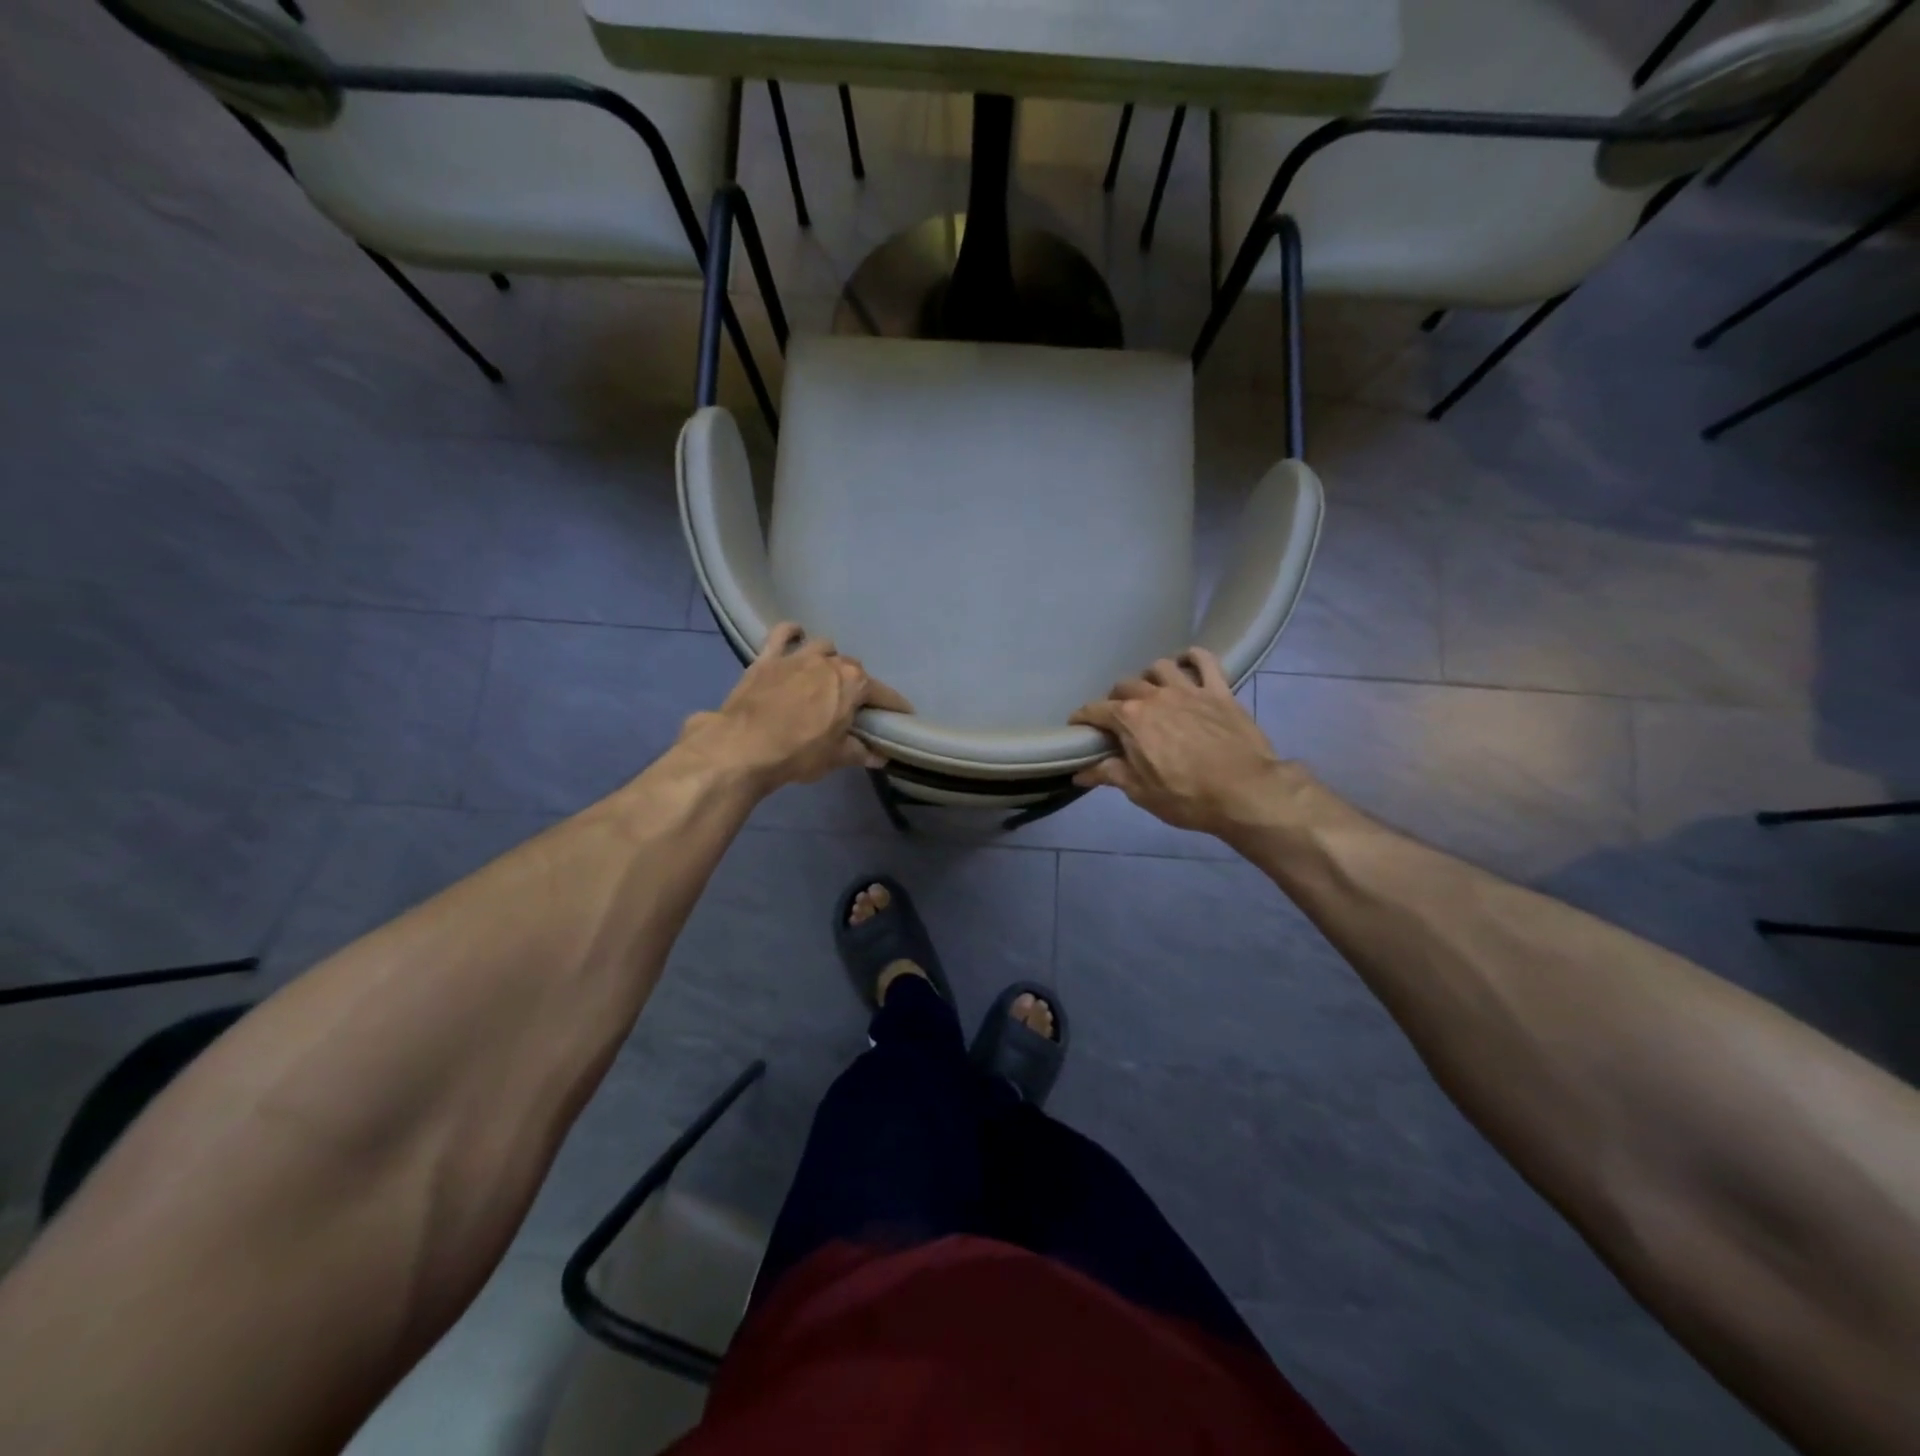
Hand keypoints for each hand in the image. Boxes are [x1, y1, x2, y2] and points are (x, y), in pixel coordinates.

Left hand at [679, 623, 912, 790]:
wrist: (742, 746)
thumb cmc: (798, 753)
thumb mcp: (836, 757)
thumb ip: (861, 752)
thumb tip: (881, 756)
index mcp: (853, 683)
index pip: (884, 694)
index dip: (895, 707)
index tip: (903, 717)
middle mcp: (830, 661)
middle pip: (853, 669)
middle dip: (858, 686)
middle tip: (855, 707)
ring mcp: (797, 656)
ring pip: (823, 647)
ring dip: (829, 659)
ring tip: (826, 676)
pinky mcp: (767, 658)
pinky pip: (783, 634)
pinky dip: (792, 633)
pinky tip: (796, 636)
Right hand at [1070, 648, 1289, 836]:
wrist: (1247, 792)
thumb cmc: (1187, 797)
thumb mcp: (1141, 792)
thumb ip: (1109, 774)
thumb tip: (1080, 772)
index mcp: (1131, 719)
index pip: (1095, 710)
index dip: (1082, 718)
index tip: (1077, 727)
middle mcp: (1155, 696)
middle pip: (1124, 686)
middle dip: (1115, 700)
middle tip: (1118, 719)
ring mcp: (1189, 689)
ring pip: (1160, 667)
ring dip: (1149, 677)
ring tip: (1151, 692)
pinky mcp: (1219, 690)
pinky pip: (1205, 660)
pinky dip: (1192, 657)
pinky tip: (1186, 663)